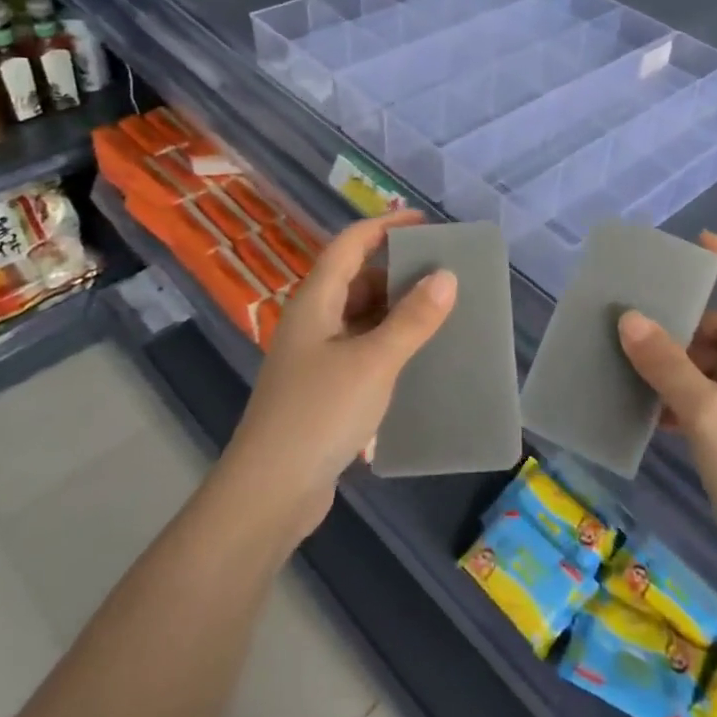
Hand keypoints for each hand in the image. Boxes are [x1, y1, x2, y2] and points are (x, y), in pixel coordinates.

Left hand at [220, 209, 456, 545]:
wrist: (269, 493)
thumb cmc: (319, 414)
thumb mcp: (373, 361)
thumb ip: (412, 319)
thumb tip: (446, 275)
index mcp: (315, 302)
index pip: (349, 245)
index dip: (384, 226)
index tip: (424, 222)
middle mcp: (312, 323)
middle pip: (356, 280)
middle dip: (397, 272)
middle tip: (443, 273)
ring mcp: (315, 359)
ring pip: (360, 319)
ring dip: (395, 312)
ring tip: (439, 313)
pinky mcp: (322, 391)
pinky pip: (361, 352)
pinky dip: (388, 347)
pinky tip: (416, 361)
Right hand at [617, 233, 716, 602]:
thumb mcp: (711, 415)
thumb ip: (668, 365)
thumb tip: (628, 319)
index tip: (696, 242)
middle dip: (685, 329)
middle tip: (637, 326)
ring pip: (712, 372)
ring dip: (677, 369)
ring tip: (632, 367)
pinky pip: (707, 406)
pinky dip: (680, 403)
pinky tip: (648, 412)